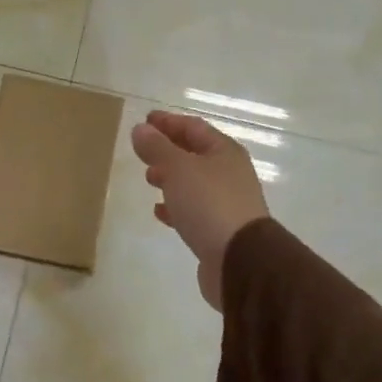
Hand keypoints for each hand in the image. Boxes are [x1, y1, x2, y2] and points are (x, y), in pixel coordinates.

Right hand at [131, 110, 269, 311]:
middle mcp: (229, 174)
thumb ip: (157, 148)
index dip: (168, 122)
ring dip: (171, 178)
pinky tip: (160, 212)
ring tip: (149, 179)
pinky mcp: (220, 231)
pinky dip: (176, 207)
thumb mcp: (178, 169)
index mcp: (224, 152)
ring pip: (194, 183)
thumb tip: (140, 129)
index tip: (145, 120)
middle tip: (143, 151)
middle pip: (195, 154)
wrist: (241, 261)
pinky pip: (194, 211)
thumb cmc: (209, 204)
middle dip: (169, 150)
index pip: (193, 127)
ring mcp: (227, 203)